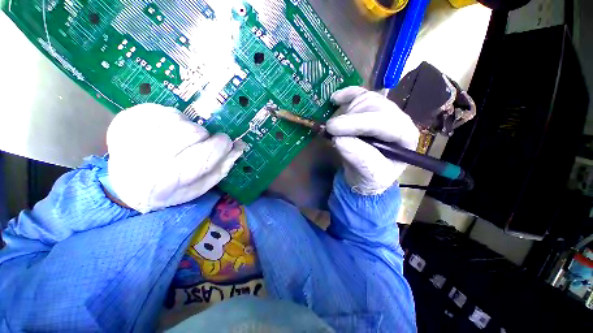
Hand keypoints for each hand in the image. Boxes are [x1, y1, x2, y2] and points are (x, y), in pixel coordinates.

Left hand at [106, 104, 244, 212]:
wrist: (129, 186)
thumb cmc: (172, 190)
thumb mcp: (202, 186)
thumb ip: (223, 166)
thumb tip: (239, 145)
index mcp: (172, 179)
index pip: (208, 152)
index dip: (222, 144)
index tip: (223, 143)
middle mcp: (150, 158)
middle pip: (193, 132)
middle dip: (203, 136)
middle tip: (199, 144)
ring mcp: (133, 137)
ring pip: (177, 118)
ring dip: (187, 126)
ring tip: (181, 138)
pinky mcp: (124, 121)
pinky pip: (158, 108)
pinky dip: (170, 117)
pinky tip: (166, 130)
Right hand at [326, 87, 418, 194]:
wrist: (366, 174)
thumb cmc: (371, 177)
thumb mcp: (369, 176)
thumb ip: (359, 158)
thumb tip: (339, 139)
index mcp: (405, 137)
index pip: (384, 123)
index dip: (357, 123)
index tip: (333, 129)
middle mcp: (398, 119)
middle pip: (375, 106)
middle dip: (350, 117)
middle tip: (330, 130)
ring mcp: (385, 111)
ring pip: (366, 99)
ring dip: (347, 111)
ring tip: (335, 127)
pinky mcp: (372, 108)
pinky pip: (361, 94)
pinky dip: (347, 94)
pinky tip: (336, 99)